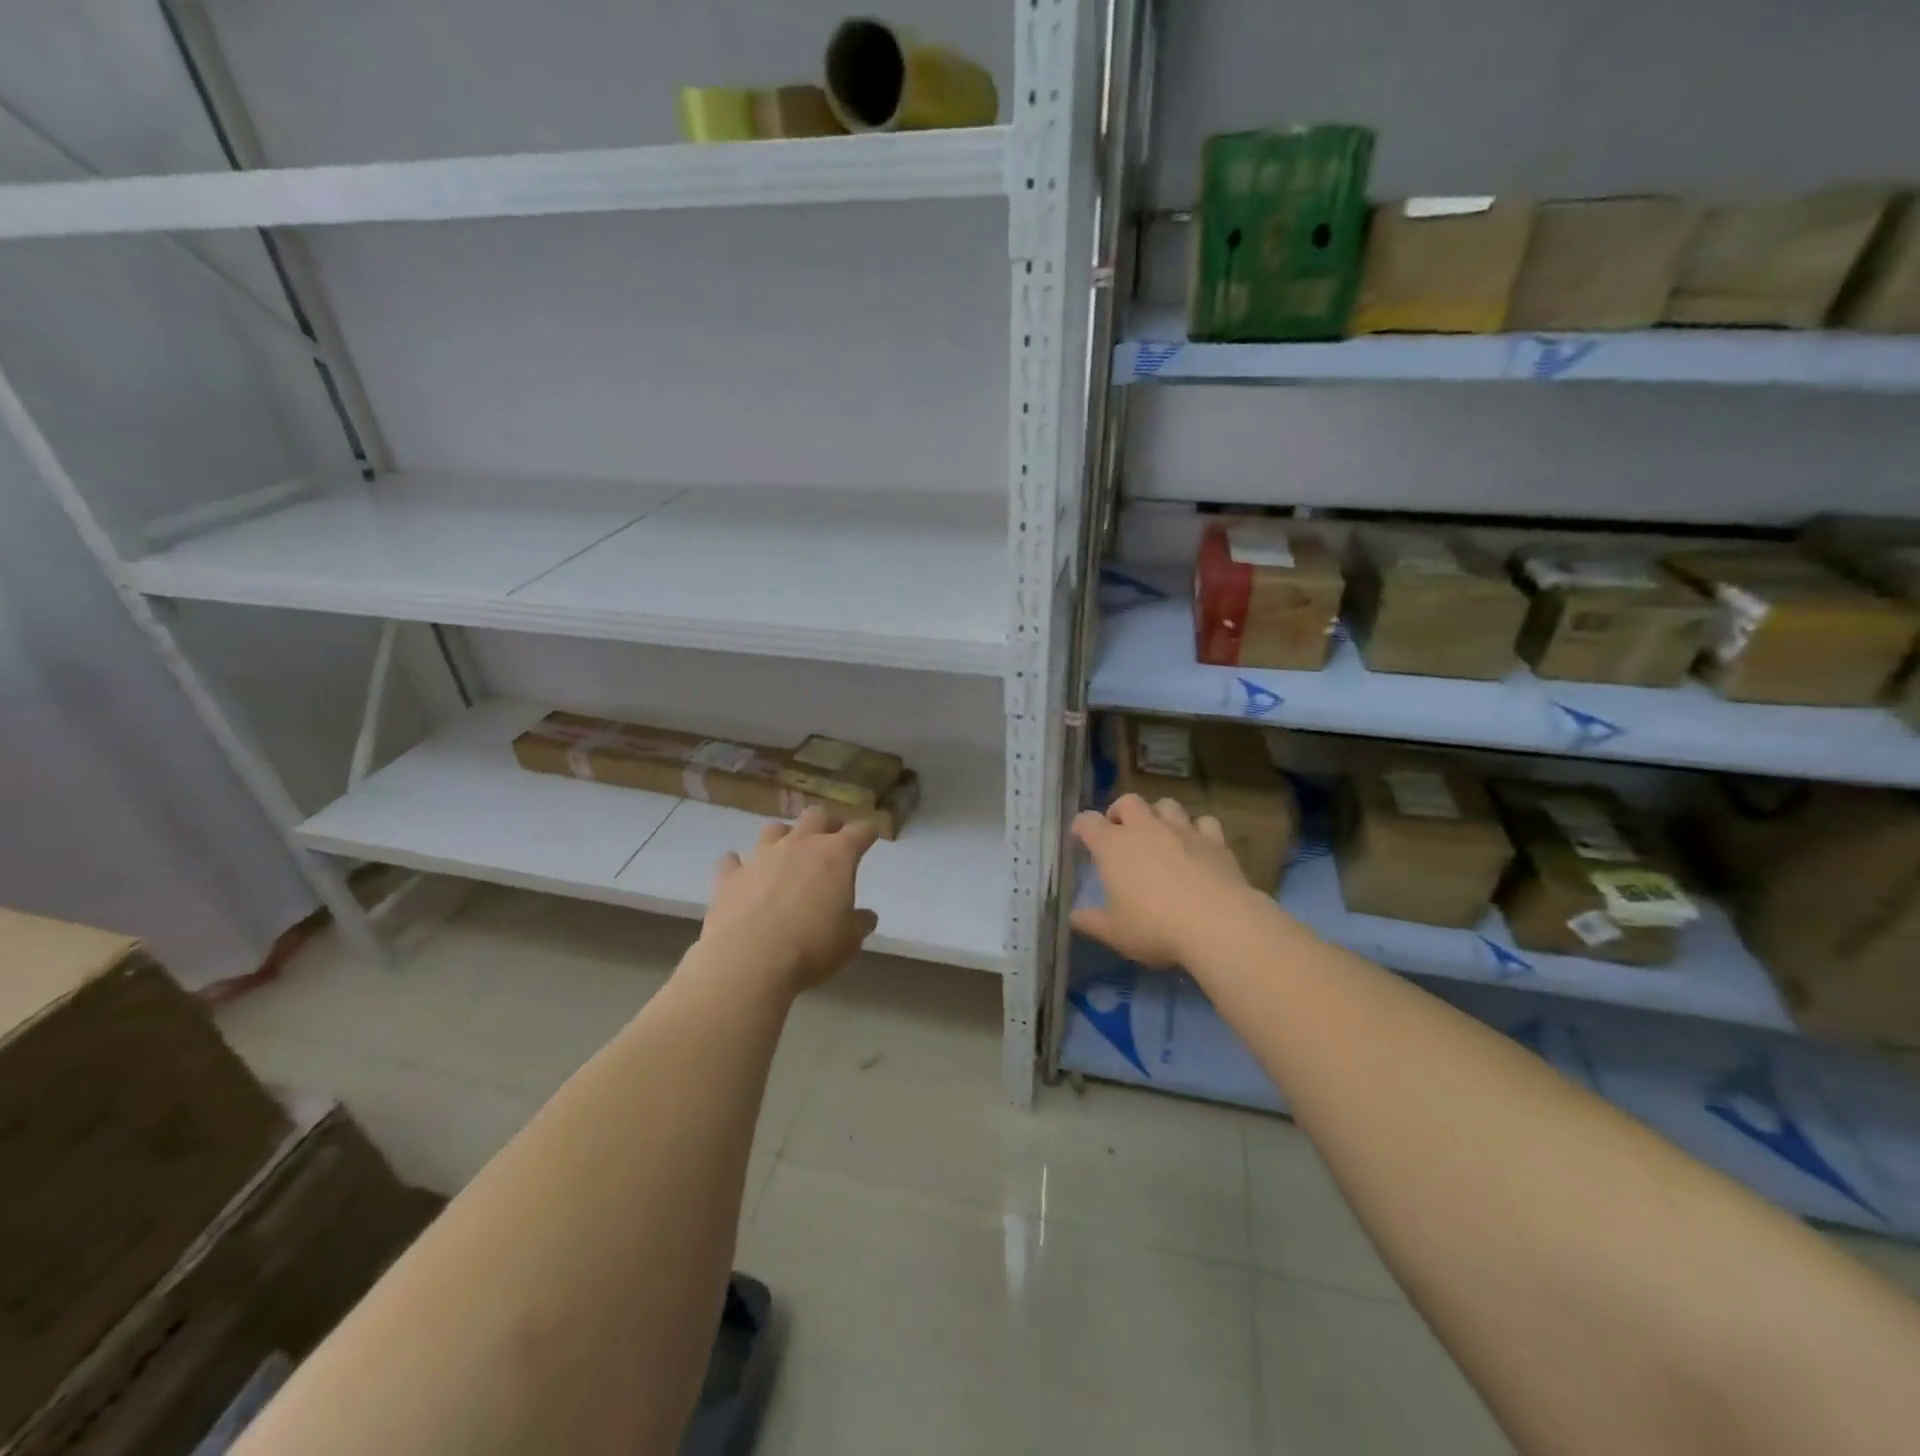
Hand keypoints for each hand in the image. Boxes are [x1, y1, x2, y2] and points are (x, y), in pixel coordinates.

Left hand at [700, 806, 880, 994]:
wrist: (750, 960)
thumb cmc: (812, 947)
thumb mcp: (849, 941)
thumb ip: (859, 923)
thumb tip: (866, 917)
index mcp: (837, 855)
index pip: (860, 832)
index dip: (867, 833)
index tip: (870, 837)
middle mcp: (800, 845)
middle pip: (815, 816)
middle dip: (825, 824)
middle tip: (830, 841)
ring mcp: (761, 856)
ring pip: (774, 829)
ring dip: (783, 837)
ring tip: (786, 855)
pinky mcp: (730, 875)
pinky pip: (733, 860)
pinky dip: (739, 865)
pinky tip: (742, 874)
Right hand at [1070, 794, 1253, 968]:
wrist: (1218, 924)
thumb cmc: (1155, 928)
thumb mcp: (1115, 933)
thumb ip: (1091, 922)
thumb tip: (1074, 916)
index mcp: (1113, 846)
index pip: (1087, 822)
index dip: (1081, 827)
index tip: (1080, 836)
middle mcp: (1145, 829)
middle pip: (1128, 802)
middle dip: (1120, 812)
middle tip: (1120, 832)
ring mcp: (1182, 831)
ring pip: (1167, 805)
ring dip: (1158, 815)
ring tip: (1158, 834)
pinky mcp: (1215, 841)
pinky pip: (1204, 822)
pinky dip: (1197, 830)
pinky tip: (1197, 845)